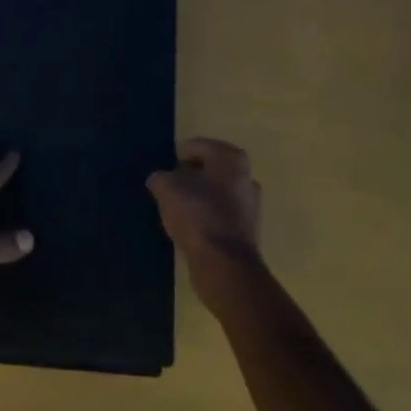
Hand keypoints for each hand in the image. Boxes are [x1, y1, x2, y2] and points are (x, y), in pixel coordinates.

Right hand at [146, 137, 263, 305]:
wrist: (224, 264)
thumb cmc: (197, 214)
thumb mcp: (166, 188)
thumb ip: (160, 177)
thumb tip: (160, 180)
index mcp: (231, 158)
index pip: (198, 146)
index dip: (177, 155)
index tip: (163, 169)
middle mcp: (246, 177)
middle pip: (210, 169)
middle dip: (189, 176)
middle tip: (168, 187)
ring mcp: (250, 205)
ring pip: (216, 193)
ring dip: (197, 198)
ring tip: (175, 208)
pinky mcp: (247, 231)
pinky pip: (220, 215)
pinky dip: (205, 217)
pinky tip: (188, 227)